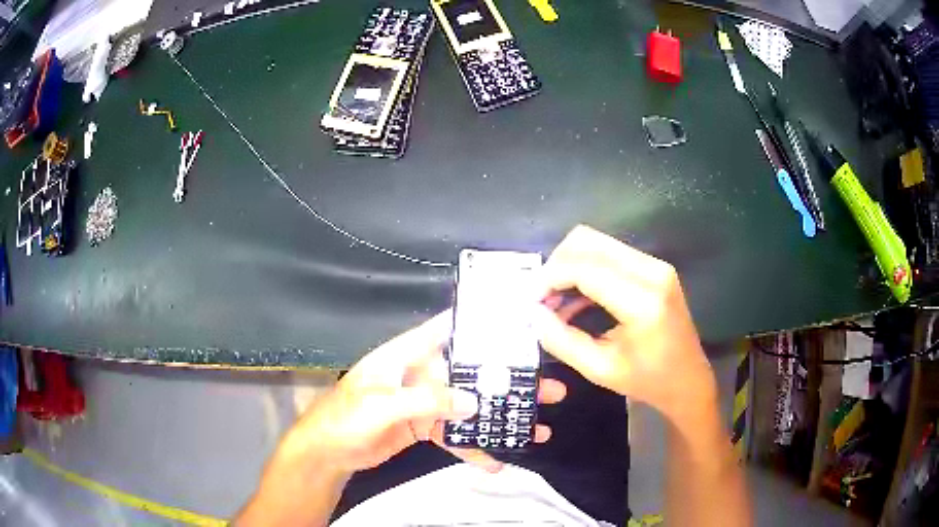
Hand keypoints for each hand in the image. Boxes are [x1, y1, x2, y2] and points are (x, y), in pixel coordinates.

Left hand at [274, 311, 566, 477]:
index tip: (518, 324)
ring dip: (499, 417)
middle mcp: (421, 374)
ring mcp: (425, 402)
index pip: (446, 330)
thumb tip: (473, 402)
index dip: (478, 323)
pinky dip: (475, 447)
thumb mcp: (381, 405)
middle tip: (545, 389)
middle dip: (506, 381)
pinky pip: (456, 434)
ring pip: (469, 406)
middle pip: (470, 373)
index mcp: (406, 355)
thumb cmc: (345, 418)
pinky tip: (496, 460)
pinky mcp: (426, 427)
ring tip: (536, 428)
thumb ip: (426, 400)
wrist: (329, 453)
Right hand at [535, 225, 716, 424]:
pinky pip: (609, 254)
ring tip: (555, 300)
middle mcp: (652, 272)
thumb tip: (533, 313)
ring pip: (597, 243)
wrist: (688, 379)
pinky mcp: (654, 267)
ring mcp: (656, 265)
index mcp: (642, 302)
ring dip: (569, 265)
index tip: (530, 299)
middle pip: (588, 242)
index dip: (549, 278)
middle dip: (556, 265)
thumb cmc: (647, 380)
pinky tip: (576, 298)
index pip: (585, 268)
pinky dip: (585, 269)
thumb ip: (561, 340)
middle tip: (542, 297)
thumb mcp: (599, 369)